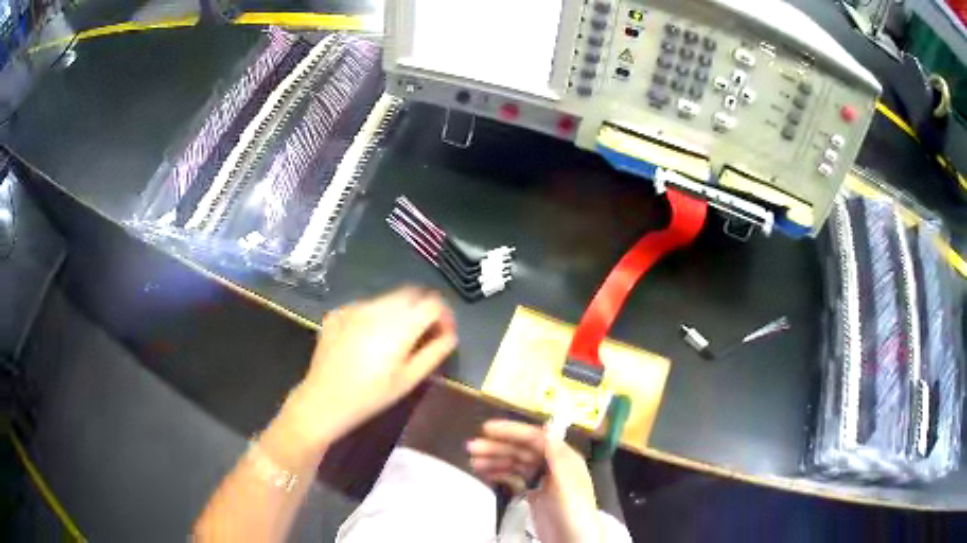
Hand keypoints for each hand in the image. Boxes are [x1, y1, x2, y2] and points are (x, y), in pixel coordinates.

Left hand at [285, 287, 456, 448]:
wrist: (324, 399)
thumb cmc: (371, 395)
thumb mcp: (409, 379)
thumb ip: (434, 352)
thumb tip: (450, 335)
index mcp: (400, 324)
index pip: (433, 303)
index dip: (445, 315)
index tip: (444, 333)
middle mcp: (378, 307)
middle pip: (412, 293)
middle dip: (424, 309)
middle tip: (425, 334)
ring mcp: (355, 307)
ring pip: (388, 298)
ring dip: (401, 311)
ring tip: (397, 338)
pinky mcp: (339, 312)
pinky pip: (366, 306)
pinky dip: (377, 316)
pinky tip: (370, 339)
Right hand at [467, 421, 602, 542]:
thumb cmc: (574, 514)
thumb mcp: (567, 486)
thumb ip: (557, 458)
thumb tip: (546, 427)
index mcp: (564, 459)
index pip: (535, 439)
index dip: (512, 432)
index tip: (487, 429)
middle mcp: (553, 466)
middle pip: (522, 451)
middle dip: (498, 447)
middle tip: (471, 448)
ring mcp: (543, 481)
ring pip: (516, 464)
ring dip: (495, 460)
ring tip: (473, 462)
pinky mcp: (535, 495)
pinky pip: (515, 478)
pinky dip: (500, 474)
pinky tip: (486, 473)